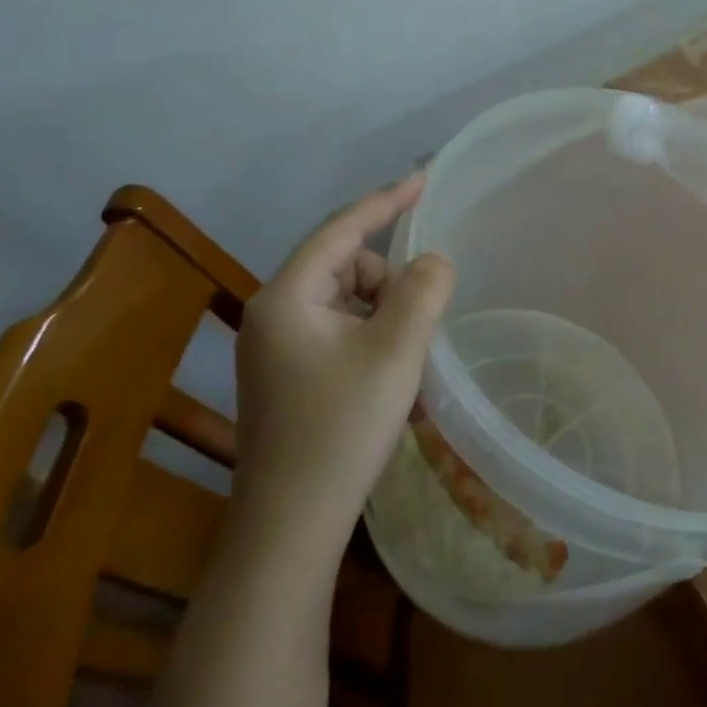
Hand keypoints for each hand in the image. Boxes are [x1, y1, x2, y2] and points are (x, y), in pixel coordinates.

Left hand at [233, 174, 455, 551]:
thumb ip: (424, 289)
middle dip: (390, 282)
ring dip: (386, 315)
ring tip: (408, 360)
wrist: (291, 528)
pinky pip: (340, 333)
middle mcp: (273, 315)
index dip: (386, 200)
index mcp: (287, 297)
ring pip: (347, 302)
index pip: (342, 229)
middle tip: (421, 320)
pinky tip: (392, 381)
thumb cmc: (342, 427)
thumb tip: (434, 262)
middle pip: (346, 267)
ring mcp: (276, 349)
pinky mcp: (288, 378)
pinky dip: (372, 341)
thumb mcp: (397, 349)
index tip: (423, 178)